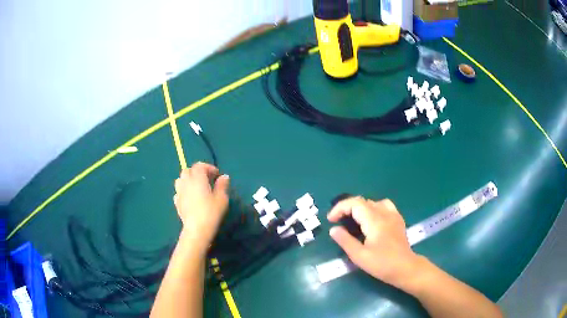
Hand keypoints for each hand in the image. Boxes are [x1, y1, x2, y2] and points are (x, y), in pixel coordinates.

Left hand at [173, 162, 229, 250]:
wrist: (197, 229)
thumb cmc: (211, 212)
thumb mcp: (222, 198)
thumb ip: (222, 185)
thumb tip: (224, 176)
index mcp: (197, 178)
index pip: (200, 166)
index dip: (208, 167)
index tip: (217, 175)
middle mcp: (186, 182)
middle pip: (188, 170)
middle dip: (197, 172)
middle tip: (206, 180)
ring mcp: (179, 192)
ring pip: (180, 179)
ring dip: (188, 180)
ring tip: (196, 187)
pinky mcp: (176, 202)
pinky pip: (178, 191)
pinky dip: (184, 190)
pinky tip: (190, 198)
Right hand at [327, 197, 422, 289]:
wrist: (405, 268)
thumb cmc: (382, 264)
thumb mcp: (359, 256)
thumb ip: (345, 241)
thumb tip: (333, 229)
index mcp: (374, 220)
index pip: (354, 203)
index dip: (339, 208)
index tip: (331, 220)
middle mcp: (384, 213)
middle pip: (363, 201)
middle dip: (347, 208)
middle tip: (338, 221)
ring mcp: (393, 215)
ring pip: (373, 202)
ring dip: (360, 208)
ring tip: (354, 220)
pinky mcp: (398, 220)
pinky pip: (384, 206)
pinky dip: (373, 209)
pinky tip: (372, 221)